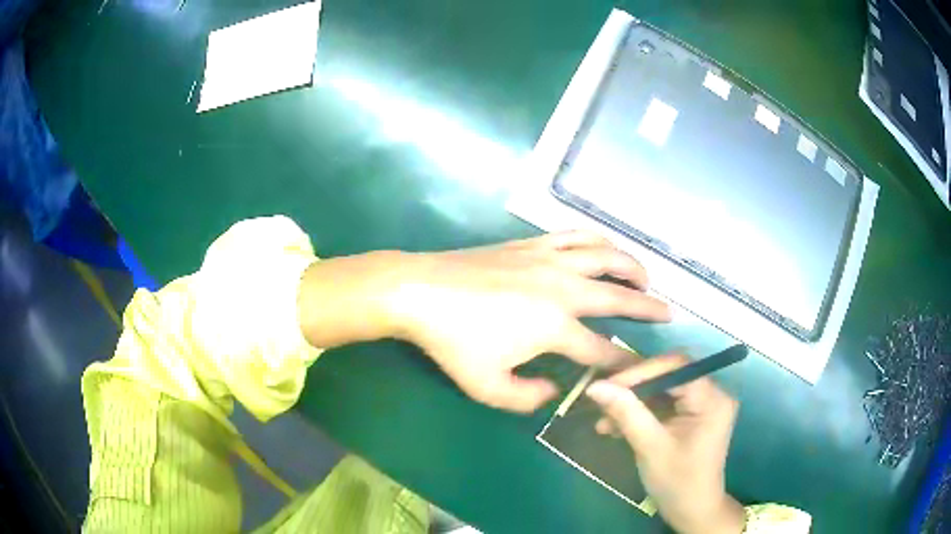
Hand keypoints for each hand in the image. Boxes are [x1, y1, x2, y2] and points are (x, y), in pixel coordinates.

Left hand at [297, 231, 670, 412]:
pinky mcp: (532, 244)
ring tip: (645, 277)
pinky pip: (576, 235)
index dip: (623, 363)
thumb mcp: (487, 387)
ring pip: (606, 256)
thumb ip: (527, 397)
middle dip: (648, 307)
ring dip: (631, 266)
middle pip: (619, 296)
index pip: (602, 350)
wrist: (421, 290)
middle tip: (668, 313)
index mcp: (556, 327)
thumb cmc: (452, 342)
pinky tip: (604, 247)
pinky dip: (598, 240)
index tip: (638, 369)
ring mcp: (550, 259)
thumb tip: (554, 390)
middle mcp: (564, 289)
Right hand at [585, 355, 744, 533]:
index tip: (607, 385)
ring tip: (604, 422)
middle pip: (668, 375)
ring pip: (661, 389)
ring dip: (631, 403)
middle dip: (633, 388)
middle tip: (602, 400)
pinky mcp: (691, 414)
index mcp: (712, 399)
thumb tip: (595, 386)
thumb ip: (626, 413)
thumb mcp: (650, 448)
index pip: (676, 367)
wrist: (692, 510)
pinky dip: (639, 413)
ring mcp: (702, 404)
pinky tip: (616, 427)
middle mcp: (711, 393)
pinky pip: (662, 403)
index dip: (640, 372)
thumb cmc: (677, 482)